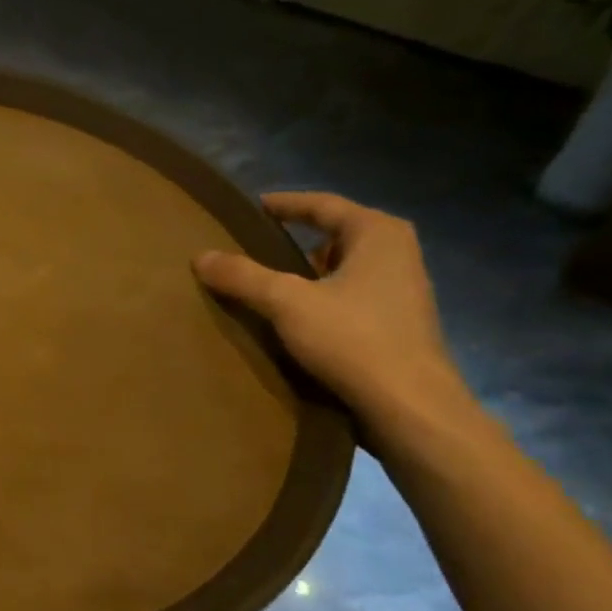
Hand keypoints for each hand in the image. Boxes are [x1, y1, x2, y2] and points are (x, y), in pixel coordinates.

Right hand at [194, 192, 471, 435]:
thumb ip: (243, 276)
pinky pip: (353, 295)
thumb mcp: (287, 302)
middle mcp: (398, 253)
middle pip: (338, 233)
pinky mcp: (400, 324)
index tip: (253, 207)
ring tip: (272, 282)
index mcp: (378, 233)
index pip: (323, 205)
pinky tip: (300, 319)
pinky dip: (324, 297)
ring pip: (346, 267)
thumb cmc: (353, 339)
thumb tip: (200, 256)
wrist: (410, 407)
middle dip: (299, 238)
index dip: (285, 203)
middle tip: (258, 244)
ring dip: (311, 271)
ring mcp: (404, 290)